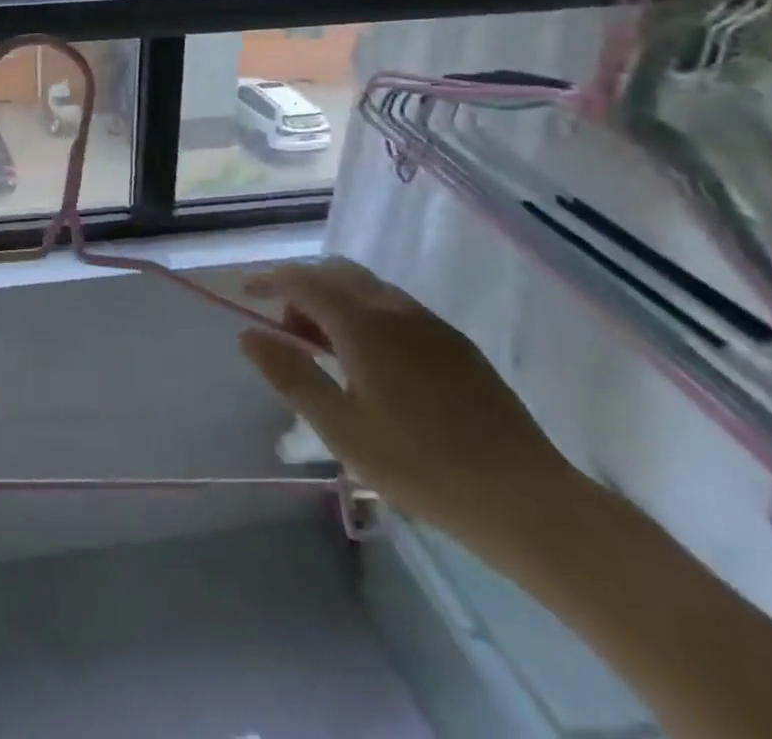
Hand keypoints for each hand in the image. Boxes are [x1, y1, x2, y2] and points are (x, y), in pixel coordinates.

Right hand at [239, 258, 577, 545]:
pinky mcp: (457, 344)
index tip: (245, 293)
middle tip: (290, 332)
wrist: (526, 500)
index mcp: (362, 323)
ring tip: (330, 352)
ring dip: (337, 301)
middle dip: (304, 289)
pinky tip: (375, 365)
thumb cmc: (420, 465)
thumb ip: (291, 374)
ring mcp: (431, 323)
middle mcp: (395, 309)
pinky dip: (367, 315)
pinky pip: (397, 308)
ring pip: (369, 288)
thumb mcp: (340, 427)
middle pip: (337, 272)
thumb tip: (249, 334)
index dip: (268, 280)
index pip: (303, 280)